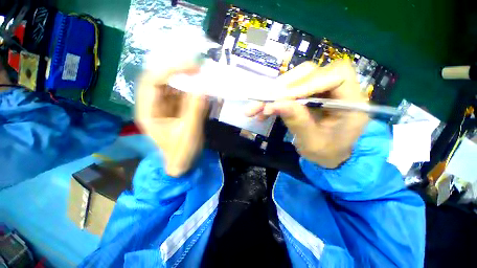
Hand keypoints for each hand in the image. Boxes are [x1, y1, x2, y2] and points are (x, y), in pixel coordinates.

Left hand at [135, 65, 208, 176]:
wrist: (184, 162)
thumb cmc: (182, 152)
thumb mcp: (189, 132)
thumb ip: (195, 110)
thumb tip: (203, 87)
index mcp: (148, 112)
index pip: (152, 82)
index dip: (170, 70)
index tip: (192, 67)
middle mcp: (153, 105)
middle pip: (161, 79)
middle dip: (179, 71)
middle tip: (199, 68)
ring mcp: (165, 106)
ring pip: (173, 85)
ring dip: (188, 79)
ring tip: (203, 76)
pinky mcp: (176, 108)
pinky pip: (183, 94)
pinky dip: (193, 89)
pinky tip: (203, 88)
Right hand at [246, 60, 368, 167]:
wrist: (331, 154)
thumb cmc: (328, 153)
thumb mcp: (313, 143)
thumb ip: (297, 122)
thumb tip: (274, 105)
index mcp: (353, 100)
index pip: (333, 76)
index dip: (305, 85)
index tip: (278, 100)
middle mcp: (339, 87)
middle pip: (309, 72)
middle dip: (282, 88)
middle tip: (261, 103)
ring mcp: (322, 88)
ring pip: (295, 79)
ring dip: (273, 94)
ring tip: (255, 109)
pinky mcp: (309, 92)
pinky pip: (289, 90)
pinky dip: (273, 100)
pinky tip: (262, 111)